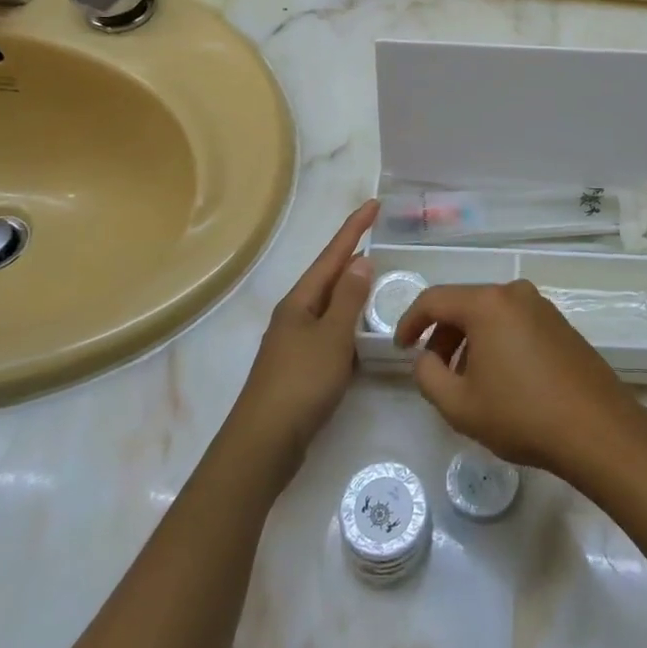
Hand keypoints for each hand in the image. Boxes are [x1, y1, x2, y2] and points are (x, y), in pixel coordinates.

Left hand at [230, 200, 376, 480]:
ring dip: (353, 292)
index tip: (374, 204)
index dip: (354, 229)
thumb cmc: (300, 383)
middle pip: (328, 277)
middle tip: (382, 240)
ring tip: (381, 281)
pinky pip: (332, 333)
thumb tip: (361, 261)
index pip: (332, 256)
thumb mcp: (332, 337)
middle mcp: (295, 316)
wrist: (264, 444)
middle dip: (353, 257)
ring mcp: (296, 343)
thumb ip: (349, 299)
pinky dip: (351, 324)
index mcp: (299, 301)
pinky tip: (365, 333)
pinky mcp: (301, 368)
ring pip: (330, 307)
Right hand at [394, 279, 642, 475]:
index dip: (410, 322)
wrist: (597, 429)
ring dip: (469, 341)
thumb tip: (425, 358)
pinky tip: (499, 378)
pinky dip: (496, 342)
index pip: (434, 299)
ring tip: (466, 380)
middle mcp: (515, 293)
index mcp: (487, 303)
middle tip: (433, 370)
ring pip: (490, 315)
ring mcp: (542, 306)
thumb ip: (427, 376)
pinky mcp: (560, 324)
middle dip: (442, 335)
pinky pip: (514, 323)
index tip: (400, 348)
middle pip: (464, 304)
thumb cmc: (522, 414)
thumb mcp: (459, 405)